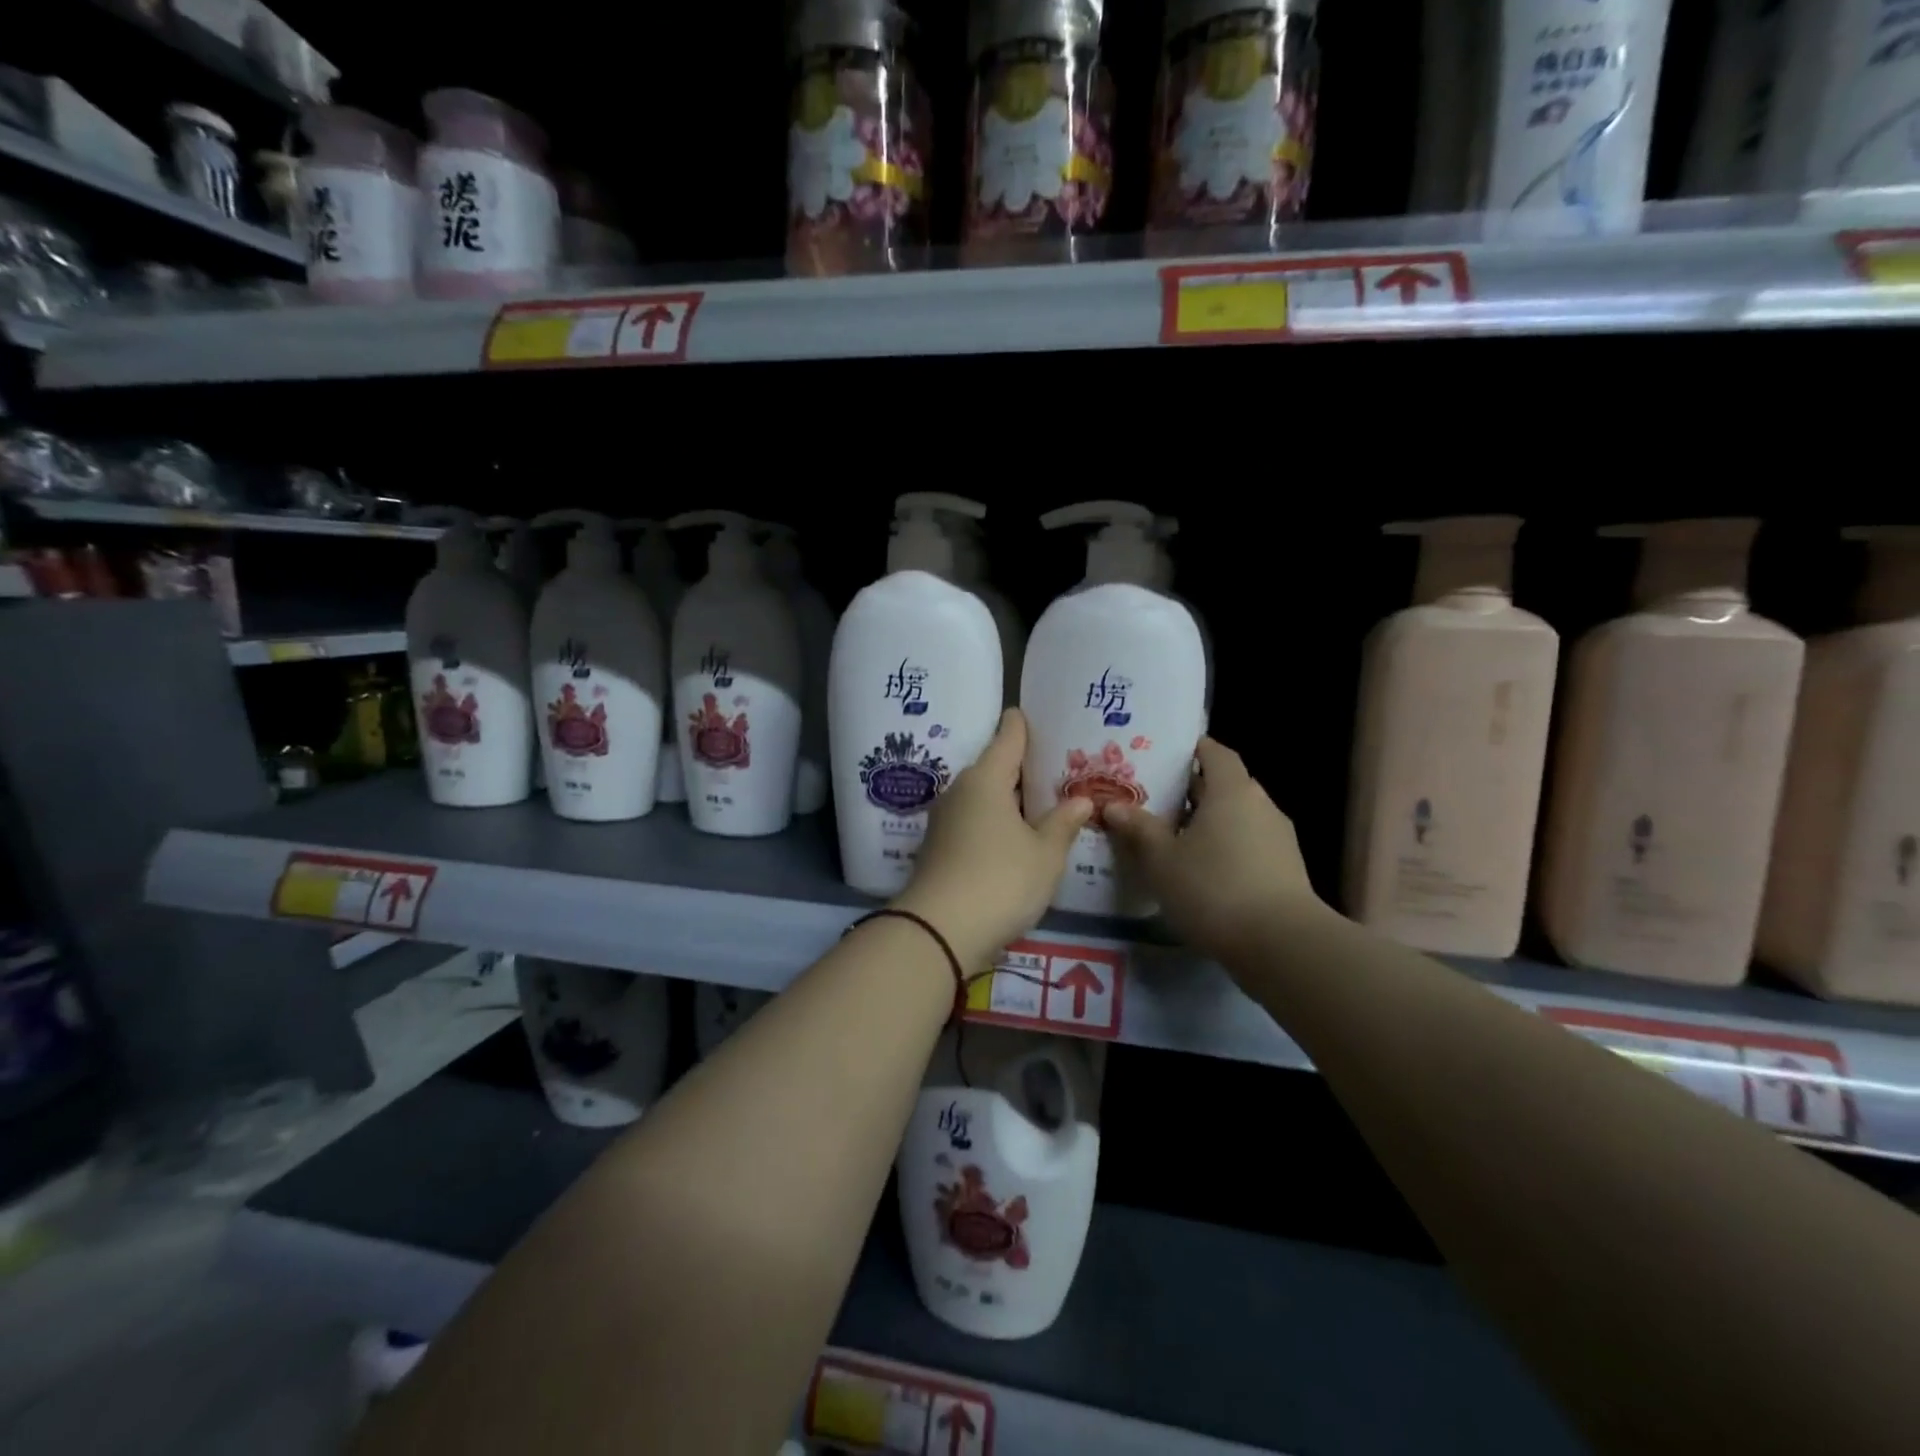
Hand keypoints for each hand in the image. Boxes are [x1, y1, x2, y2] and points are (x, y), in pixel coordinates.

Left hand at [894, 710, 1092, 968]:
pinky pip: (975, 821)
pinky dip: (996, 822)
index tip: (1034, 713)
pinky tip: (1017, 837)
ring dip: (1010, 799)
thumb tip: (1081, 800)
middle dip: (1023, 767)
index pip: (1007, 737)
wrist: (938, 932)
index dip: (1022, 724)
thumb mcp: (1044, 855)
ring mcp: (945, 820)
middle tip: (1058, 767)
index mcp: (986, 779)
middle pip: (995, 767)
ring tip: (1043, 802)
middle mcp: (961, 791)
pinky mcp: (939, 847)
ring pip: (984, 797)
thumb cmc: (1000, 880)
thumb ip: (1063, 823)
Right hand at [1104, 738, 1327, 960]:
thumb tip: (1114, 806)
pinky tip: (1200, 872)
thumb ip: (1139, 829)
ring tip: (1172, 838)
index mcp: (1232, 790)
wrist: (1281, 945)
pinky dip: (1225, 849)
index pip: (1215, 752)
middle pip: (1225, 785)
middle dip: (1191, 790)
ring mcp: (1278, 839)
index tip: (1164, 755)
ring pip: (1236, 818)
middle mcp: (1260, 805)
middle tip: (1154, 799)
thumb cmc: (1214, 888)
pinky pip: (1248, 846)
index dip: (1192, 749)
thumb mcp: (1162, 860)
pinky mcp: (1285, 870)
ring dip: (1208, 823)